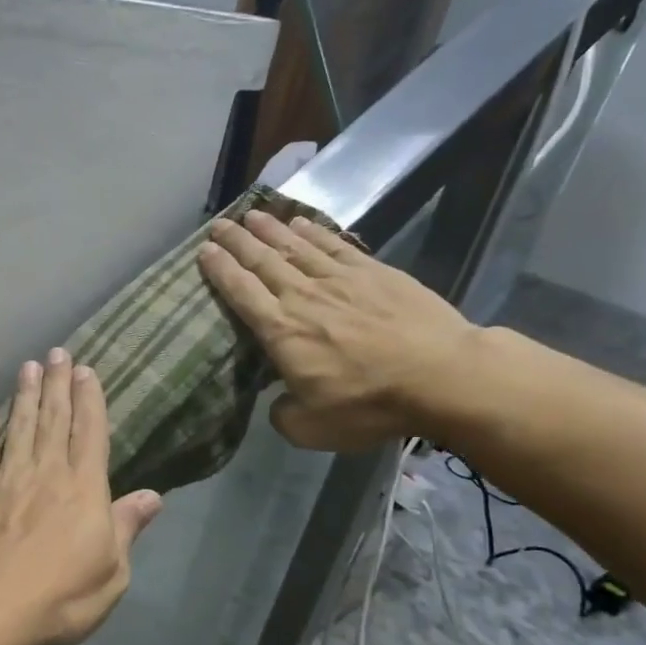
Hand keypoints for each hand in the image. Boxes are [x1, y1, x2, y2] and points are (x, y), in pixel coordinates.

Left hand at [0, 349, 162, 644]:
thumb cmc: (60, 598)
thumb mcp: (111, 573)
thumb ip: (126, 528)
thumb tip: (153, 496)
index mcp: (84, 490)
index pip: (90, 434)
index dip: (90, 400)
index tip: (86, 371)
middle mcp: (46, 474)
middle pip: (54, 420)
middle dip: (57, 384)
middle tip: (58, 352)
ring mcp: (7, 481)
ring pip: (19, 427)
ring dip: (25, 395)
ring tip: (28, 367)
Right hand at [197, 210, 479, 451]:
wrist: (441, 376)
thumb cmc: (369, 404)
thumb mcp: (311, 428)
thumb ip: (283, 414)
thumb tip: (278, 401)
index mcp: (281, 331)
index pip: (241, 292)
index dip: (220, 270)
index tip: (204, 251)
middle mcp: (303, 296)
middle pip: (262, 260)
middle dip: (237, 241)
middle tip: (218, 224)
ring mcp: (340, 279)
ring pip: (295, 246)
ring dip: (269, 229)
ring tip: (250, 215)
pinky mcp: (373, 272)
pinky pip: (333, 245)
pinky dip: (313, 231)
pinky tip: (299, 222)